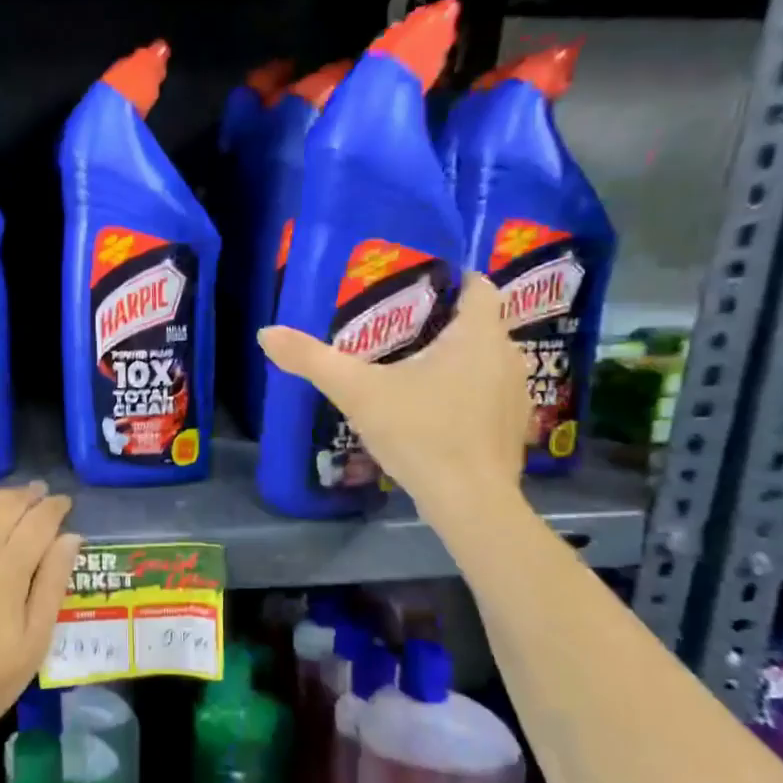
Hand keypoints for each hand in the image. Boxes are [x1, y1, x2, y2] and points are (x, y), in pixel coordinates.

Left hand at [0, 482, 82, 756]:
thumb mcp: (34, 642)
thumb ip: (53, 584)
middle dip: (28, 495)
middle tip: (38, 495)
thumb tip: (71, 536)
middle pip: (7, 502)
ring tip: (3, 503)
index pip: (40, 519)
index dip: (55, 506)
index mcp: (9, 567)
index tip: (63, 503)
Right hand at [257, 274, 528, 522]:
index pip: (477, 284)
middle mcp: (507, 355)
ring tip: (409, 368)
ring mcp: (516, 393)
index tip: (412, 288)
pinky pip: (487, 392)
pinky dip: (464, 391)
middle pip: (477, 322)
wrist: (470, 503)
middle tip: (393, 328)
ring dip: (453, 358)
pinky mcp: (513, 427)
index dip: (448, 279)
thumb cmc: (420, 433)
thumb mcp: (357, 392)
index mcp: (478, 334)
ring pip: (483, 359)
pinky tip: (431, 410)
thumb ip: (312, 360)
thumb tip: (266, 332)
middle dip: (440, 321)